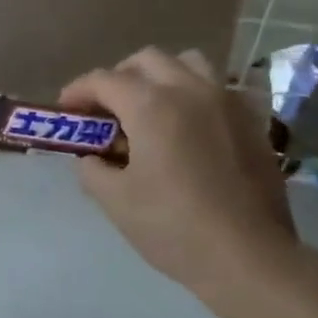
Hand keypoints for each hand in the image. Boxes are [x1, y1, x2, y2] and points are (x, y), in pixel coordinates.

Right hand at [58, 48, 295, 302]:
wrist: (250, 257)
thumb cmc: (175, 227)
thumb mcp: (116, 201)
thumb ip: (93, 170)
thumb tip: (93, 158)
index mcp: (151, 105)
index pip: (104, 79)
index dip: (78, 90)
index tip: (66, 109)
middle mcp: (189, 90)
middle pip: (145, 60)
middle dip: (119, 78)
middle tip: (107, 111)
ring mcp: (226, 101)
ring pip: (187, 63)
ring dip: (161, 76)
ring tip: (151, 109)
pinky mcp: (251, 120)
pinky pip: (217, 88)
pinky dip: (194, 94)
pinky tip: (190, 127)